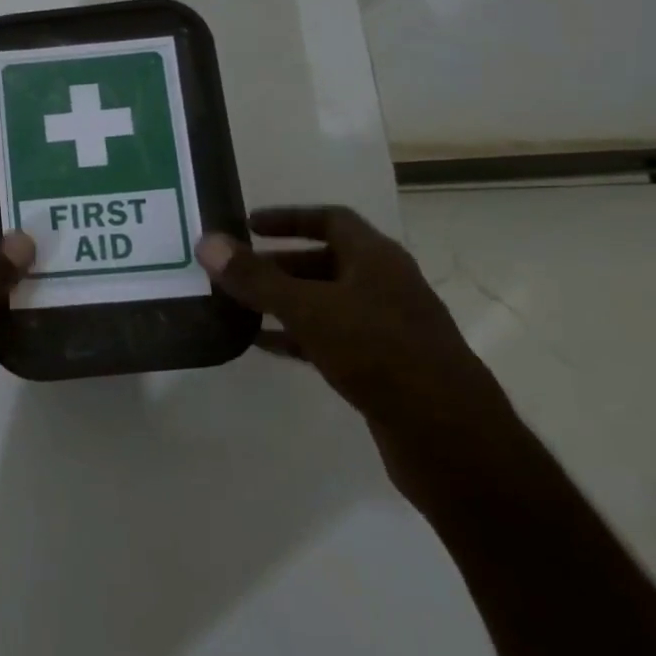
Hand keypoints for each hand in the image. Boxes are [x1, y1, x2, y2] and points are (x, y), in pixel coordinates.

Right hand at [195, 206, 519, 485]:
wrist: (448, 437)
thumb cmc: (379, 355)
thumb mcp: (309, 309)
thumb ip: (257, 278)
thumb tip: (207, 242)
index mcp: (377, 259)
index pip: (331, 219)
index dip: (289, 218)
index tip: (248, 225)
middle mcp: (385, 285)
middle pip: (325, 261)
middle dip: (278, 264)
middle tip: (234, 272)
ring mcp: (387, 327)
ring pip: (326, 302)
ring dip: (285, 301)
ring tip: (239, 307)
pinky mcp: (384, 367)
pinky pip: (331, 338)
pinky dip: (297, 336)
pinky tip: (266, 346)